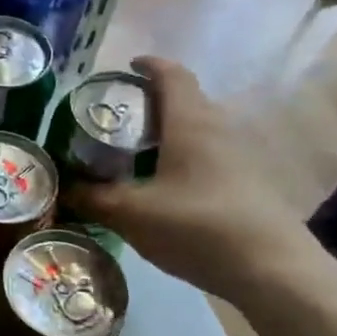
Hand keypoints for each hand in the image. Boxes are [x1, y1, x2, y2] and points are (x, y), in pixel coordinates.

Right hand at [68, 56, 318, 301]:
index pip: (171, 75)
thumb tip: (63, 187)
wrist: (273, 270)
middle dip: (151, 103)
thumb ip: (93, 198)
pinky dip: (184, 159)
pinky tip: (166, 189)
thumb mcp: (132, 214)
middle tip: (118, 120)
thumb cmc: (198, 227)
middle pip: (186, 101)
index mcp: (190, 122)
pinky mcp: (250, 184)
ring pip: (199, 131)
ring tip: (136, 155)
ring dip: (169, 134)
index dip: (149, 65)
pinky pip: (210, 156)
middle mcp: (219, 129)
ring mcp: (240, 157)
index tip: (126, 67)